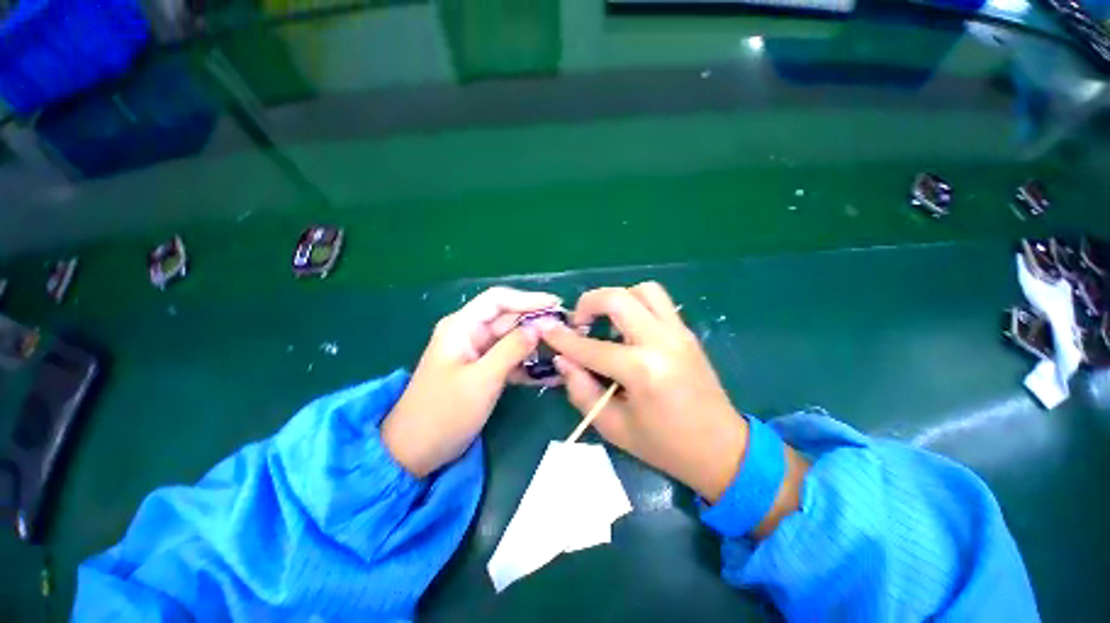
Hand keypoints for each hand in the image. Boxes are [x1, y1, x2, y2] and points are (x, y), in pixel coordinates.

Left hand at [382, 287, 560, 476]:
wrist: (415, 452)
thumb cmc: (444, 413)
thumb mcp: (482, 379)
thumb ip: (512, 349)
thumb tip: (541, 326)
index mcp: (462, 326)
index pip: (498, 300)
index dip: (528, 299)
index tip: (556, 304)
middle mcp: (470, 333)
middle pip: (508, 318)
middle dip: (536, 322)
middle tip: (566, 330)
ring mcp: (477, 352)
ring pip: (512, 339)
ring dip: (535, 344)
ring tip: (562, 349)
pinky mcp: (483, 370)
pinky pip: (509, 358)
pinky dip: (527, 364)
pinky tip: (548, 373)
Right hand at [541, 283, 748, 502]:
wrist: (722, 449)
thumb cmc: (664, 446)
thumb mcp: (613, 427)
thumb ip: (581, 390)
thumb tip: (563, 359)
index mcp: (642, 371)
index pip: (591, 347)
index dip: (563, 338)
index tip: (546, 329)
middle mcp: (661, 341)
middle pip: (618, 298)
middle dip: (588, 303)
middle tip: (579, 324)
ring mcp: (678, 332)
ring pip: (643, 290)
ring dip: (617, 299)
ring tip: (606, 322)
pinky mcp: (686, 332)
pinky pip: (658, 301)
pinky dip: (636, 305)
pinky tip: (628, 329)